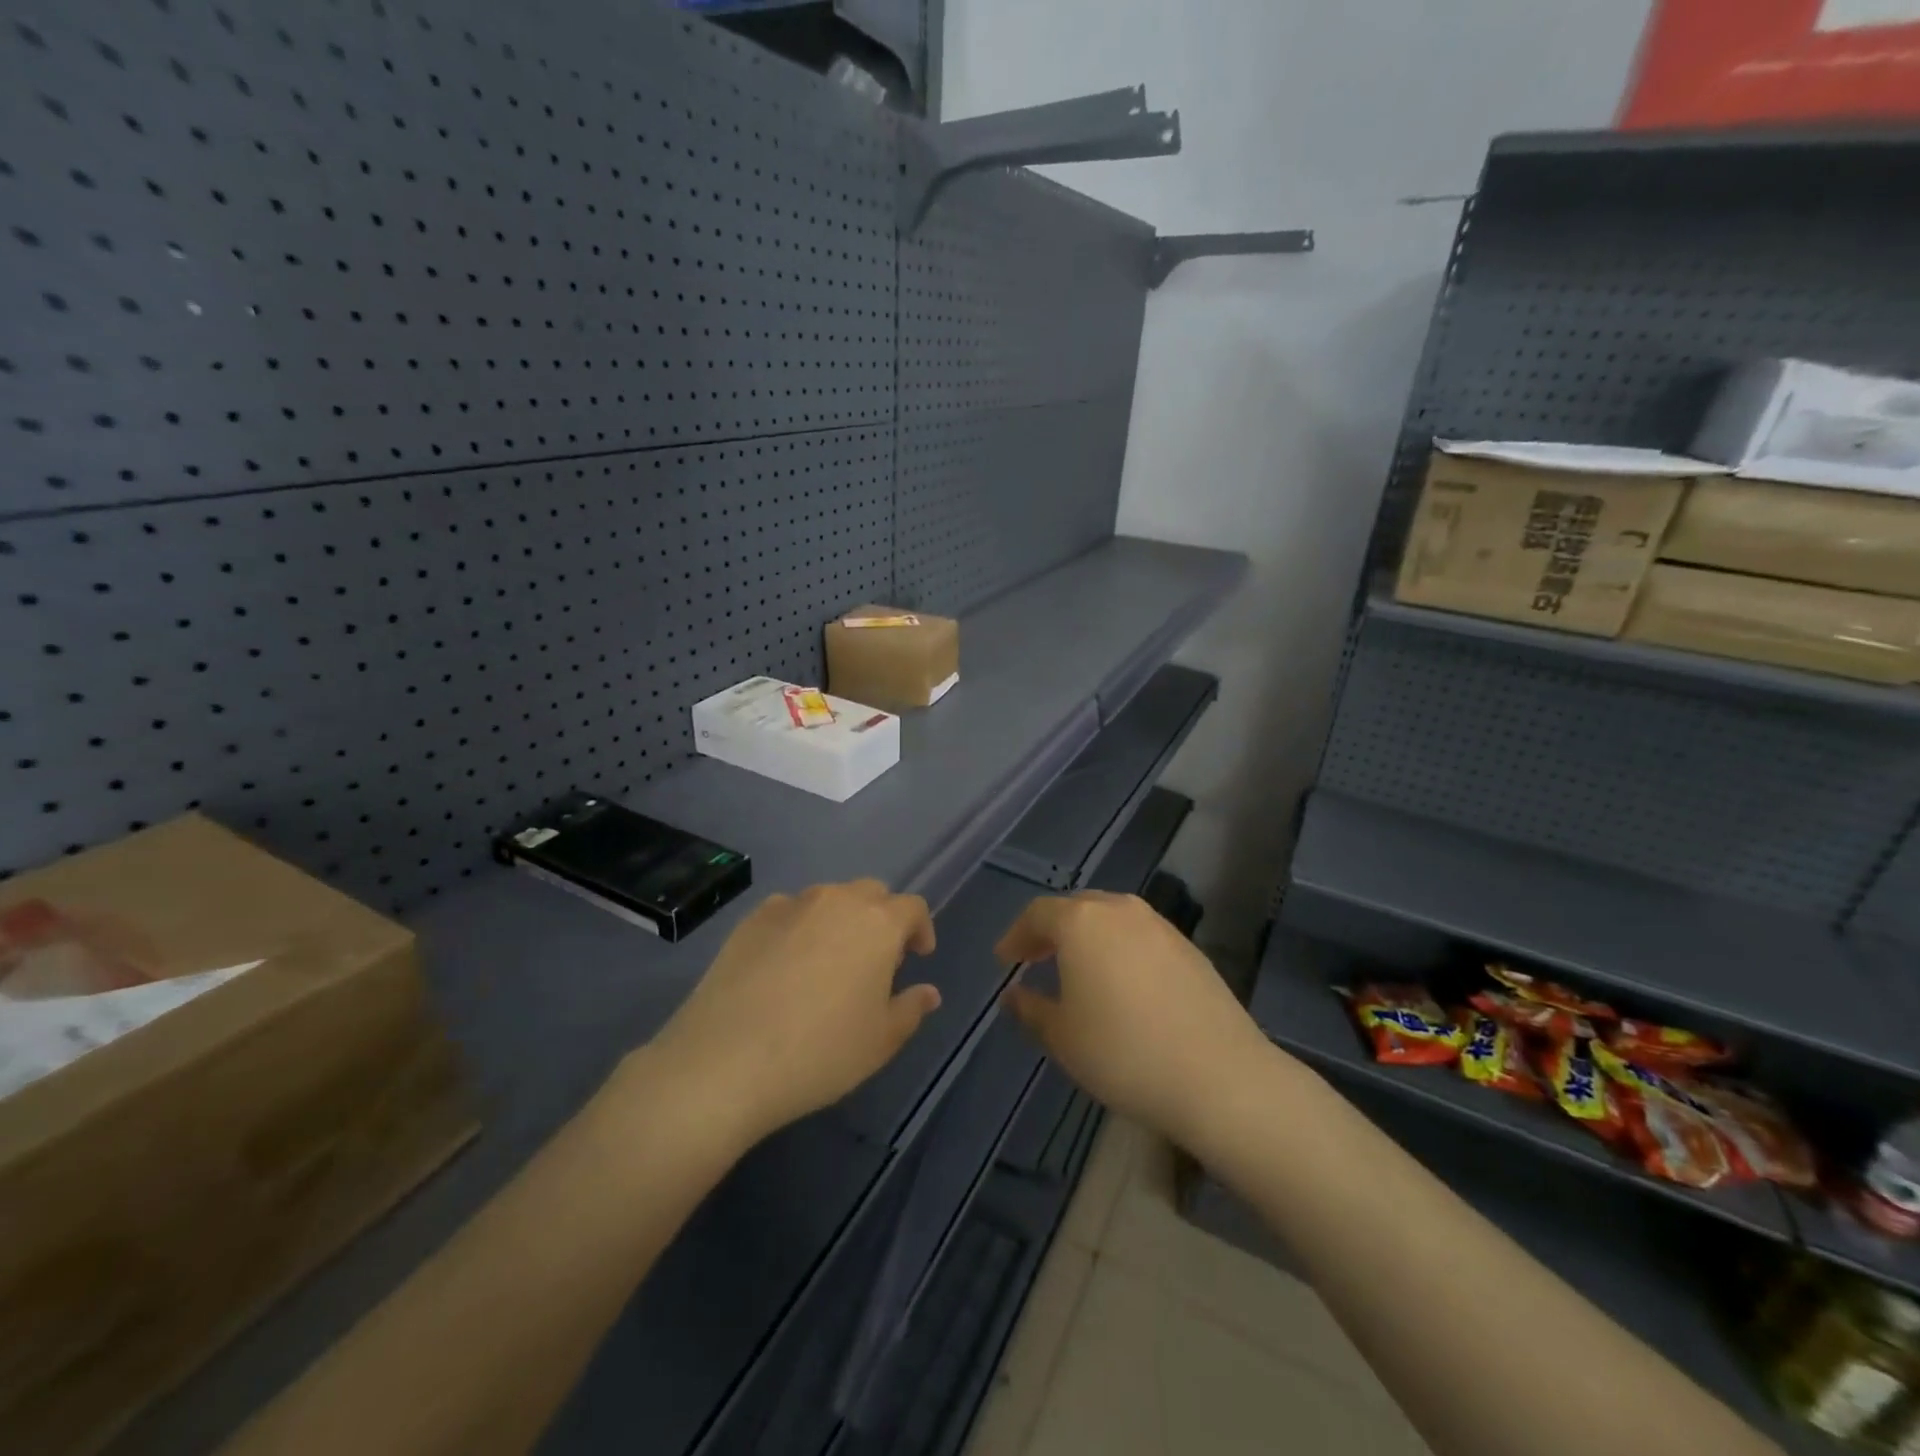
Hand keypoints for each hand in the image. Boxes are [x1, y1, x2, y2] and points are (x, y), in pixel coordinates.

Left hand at [645, 881, 939, 1147]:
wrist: (725, 1061)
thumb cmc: (820, 1052)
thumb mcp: (880, 1041)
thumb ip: (910, 1009)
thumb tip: (929, 992)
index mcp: (877, 923)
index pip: (912, 907)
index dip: (920, 929)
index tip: (918, 957)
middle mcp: (836, 901)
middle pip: (871, 894)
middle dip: (881, 919)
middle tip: (876, 960)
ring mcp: (790, 905)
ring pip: (828, 899)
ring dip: (839, 921)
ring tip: (828, 962)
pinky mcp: (751, 919)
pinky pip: (788, 912)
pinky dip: (798, 928)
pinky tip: (785, 965)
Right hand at [996, 891, 1268, 1146]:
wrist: (1219, 1076)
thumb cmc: (1123, 1052)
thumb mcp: (1062, 1037)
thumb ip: (1030, 1009)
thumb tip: (1013, 994)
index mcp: (1081, 921)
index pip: (1038, 914)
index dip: (1016, 935)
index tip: (1005, 960)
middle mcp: (1120, 910)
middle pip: (1076, 908)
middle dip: (1051, 930)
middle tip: (1036, 958)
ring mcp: (1160, 926)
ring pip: (1111, 918)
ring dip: (1088, 938)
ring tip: (1078, 970)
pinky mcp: (1189, 947)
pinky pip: (1140, 936)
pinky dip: (1120, 949)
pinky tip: (1122, 983)